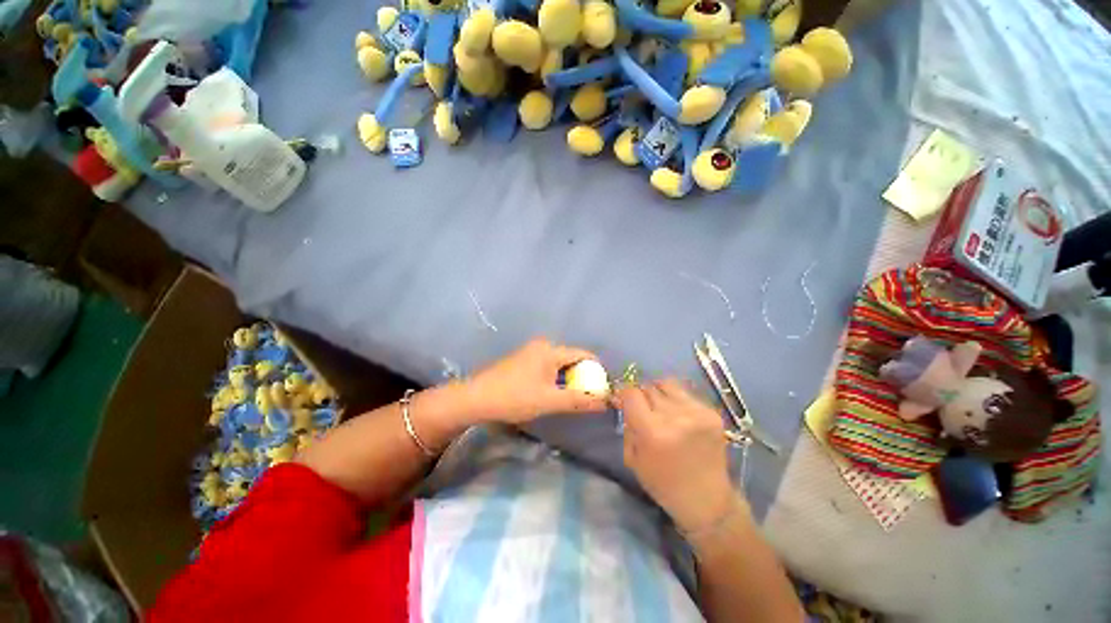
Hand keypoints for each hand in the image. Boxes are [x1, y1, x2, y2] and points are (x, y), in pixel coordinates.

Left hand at [464, 338, 609, 423]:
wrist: (476, 398)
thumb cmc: (515, 397)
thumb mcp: (549, 401)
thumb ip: (579, 400)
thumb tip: (605, 401)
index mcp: (550, 350)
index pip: (583, 355)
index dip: (596, 371)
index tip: (602, 388)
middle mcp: (542, 346)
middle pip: (571, 358)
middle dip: (582, 377)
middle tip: (587, 397)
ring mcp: (531, 352)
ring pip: (559, 364)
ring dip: (568, 379)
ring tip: (572, 398)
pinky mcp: (523, 361)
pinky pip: (547, 366)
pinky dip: (555, 379)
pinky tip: (552, 393)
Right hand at [617, 379, 738, 532]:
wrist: (707, 500)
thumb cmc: (663, 484)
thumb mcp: (633, 458)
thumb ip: (628, 426)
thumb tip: (624, 402)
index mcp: (652, 431)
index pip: (631, 393)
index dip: (624, 393)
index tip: (623, 399)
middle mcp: (674, 416)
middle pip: (648, 387)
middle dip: (641, 395)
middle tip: (642, 408)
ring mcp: (696, 413)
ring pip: (667, 384)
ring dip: (659, 393)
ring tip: (661, 408)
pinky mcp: (712, 413)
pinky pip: (685, 394)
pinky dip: (677, 401)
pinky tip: (680, 417)